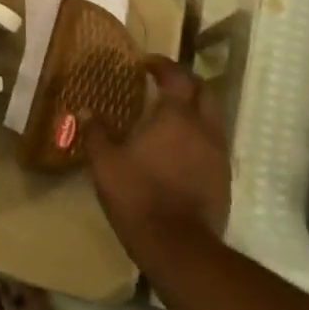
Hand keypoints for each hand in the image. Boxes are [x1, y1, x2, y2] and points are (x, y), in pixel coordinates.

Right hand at [87, 56, 231, 255]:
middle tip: (163, 82)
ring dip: (195, 108)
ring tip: (171, 114)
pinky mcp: (224, 177)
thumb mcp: (105, 163)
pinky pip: (214, 142)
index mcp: (176, 117)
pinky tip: (180, 147)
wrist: (178, 247)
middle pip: (204, 91)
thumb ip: (96, 133)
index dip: (162, 65)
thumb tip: (84, 111)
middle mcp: (204, 128)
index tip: (146, 63)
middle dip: (185, 81)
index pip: (177, 76)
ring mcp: (218, 153)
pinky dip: (199, 134)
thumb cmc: (138, 195)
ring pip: (213, 116)